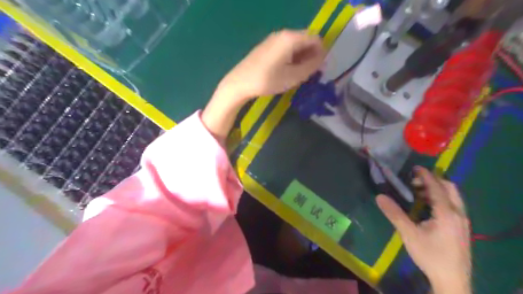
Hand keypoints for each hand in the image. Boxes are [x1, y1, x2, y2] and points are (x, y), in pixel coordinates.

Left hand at [201, 30, 324, 142]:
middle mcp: (282, 34)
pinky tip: (287, 71)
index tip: (320, 69)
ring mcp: (273, 40)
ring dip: (301, 57)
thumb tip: (322, 58)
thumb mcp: (293, 77)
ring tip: (299, 74)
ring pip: (295, 45)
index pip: (315, 38)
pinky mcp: (266, 47)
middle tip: (310, 73)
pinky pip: (285, 48)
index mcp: (290, 38)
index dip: (321, 53)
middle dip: (311, 55)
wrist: (240, 83)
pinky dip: (291, 57)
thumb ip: (311, 66)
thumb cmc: (268, 80)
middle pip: (305, 40)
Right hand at [378, 166, 472, 292]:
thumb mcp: (409, 234)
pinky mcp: (462, 228)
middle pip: (450, 188)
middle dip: (433, 180)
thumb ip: (394, 214)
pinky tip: (428, 208)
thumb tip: (379, 196)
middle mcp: (459, 213)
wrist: (452, 280)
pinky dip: (441, 199)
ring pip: (453, 197)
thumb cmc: (430, 255)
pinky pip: (453, 205)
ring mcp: (463, 221)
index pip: (436, 187)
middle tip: (415, 181)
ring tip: (418, 193)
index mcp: (447, 213)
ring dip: (437, 190)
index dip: (425, 175)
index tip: (415, 167)